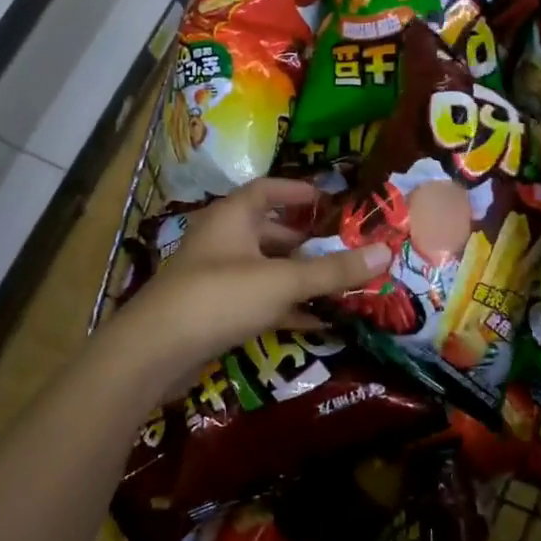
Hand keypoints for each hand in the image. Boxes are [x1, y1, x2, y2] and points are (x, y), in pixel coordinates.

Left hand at [106, 179, 389, 396]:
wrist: (156, 351)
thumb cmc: (220, 297)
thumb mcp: (283, 281)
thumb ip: (333, 270)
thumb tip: (385, 252)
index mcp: (233, 216)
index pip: (268, 189)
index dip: (298, 191)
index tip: (329, 200)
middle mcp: (222, 239)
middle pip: (268, 231)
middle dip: (305, 240)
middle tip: (342, 248)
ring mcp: (215, 276)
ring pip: (264, 268)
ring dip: (297, 276)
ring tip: (338, 285)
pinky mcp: (213, 310)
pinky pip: (257, 300)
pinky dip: (284, 306)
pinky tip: (316, 321)